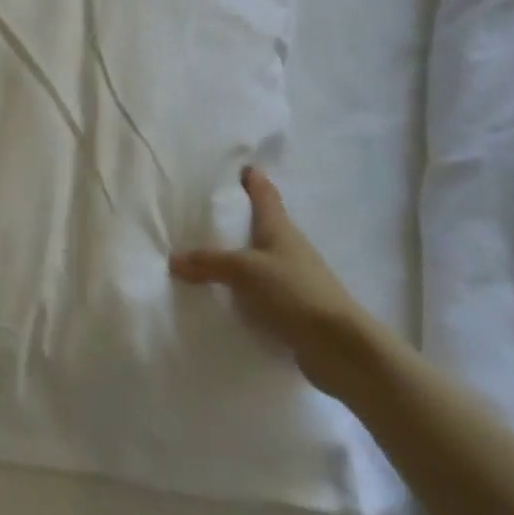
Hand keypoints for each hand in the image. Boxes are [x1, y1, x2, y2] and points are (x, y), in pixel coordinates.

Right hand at [170, 167, 378, 399]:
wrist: (340, 348)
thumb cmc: (295, 292)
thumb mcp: (245, 270)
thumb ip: (209, 263)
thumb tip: (173, 259)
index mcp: (279, 228)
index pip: (265, 194)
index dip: (253, 179)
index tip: (241, 166)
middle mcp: (288, 248)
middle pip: (262, 225)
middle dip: (240, 218)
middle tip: (208, 212)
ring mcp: (293, 280)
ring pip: (260, 260)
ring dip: (240, 257)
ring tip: (207, 255)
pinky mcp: (293, 310)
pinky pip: (260, 292)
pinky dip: (244, 291)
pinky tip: (224, 297)